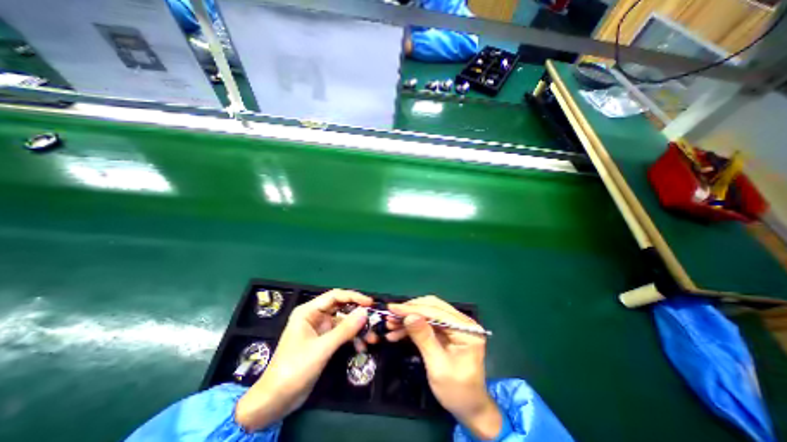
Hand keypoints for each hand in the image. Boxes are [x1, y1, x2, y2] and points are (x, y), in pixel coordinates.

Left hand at [235, 289, 372, 430]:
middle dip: (357, 315)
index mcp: (309, 311)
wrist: (276, 400)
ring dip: (357, 329)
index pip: (335, 296)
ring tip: (371, 338)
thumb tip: (365, 312)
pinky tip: (361, 347)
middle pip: (341, 308)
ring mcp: (320, 330)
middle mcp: (315, 317)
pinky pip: (341, 335)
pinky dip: (351, 339)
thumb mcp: (322, 348)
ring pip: (343, 323)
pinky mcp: (323, 342)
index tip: (370, 303)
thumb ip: (345, 329)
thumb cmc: (295, 368)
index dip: (353, 297)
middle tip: (374, 320)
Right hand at [385, 297, 499, 438]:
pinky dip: (412, 327)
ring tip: (390, 325)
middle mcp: (461, 322)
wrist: (469, 409)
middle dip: (409, 311)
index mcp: (467, 329)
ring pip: (427, 314)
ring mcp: (454, 326)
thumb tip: (409, 316)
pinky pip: (426, 324)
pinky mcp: (446, 332)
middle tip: (390, 316)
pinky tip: (397, 332)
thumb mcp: (438, 366)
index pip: (436, 312)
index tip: (392, 308)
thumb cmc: (457, 392)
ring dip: (408, 318)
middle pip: (432, 307)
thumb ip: (424, 338)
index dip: (413, 309)